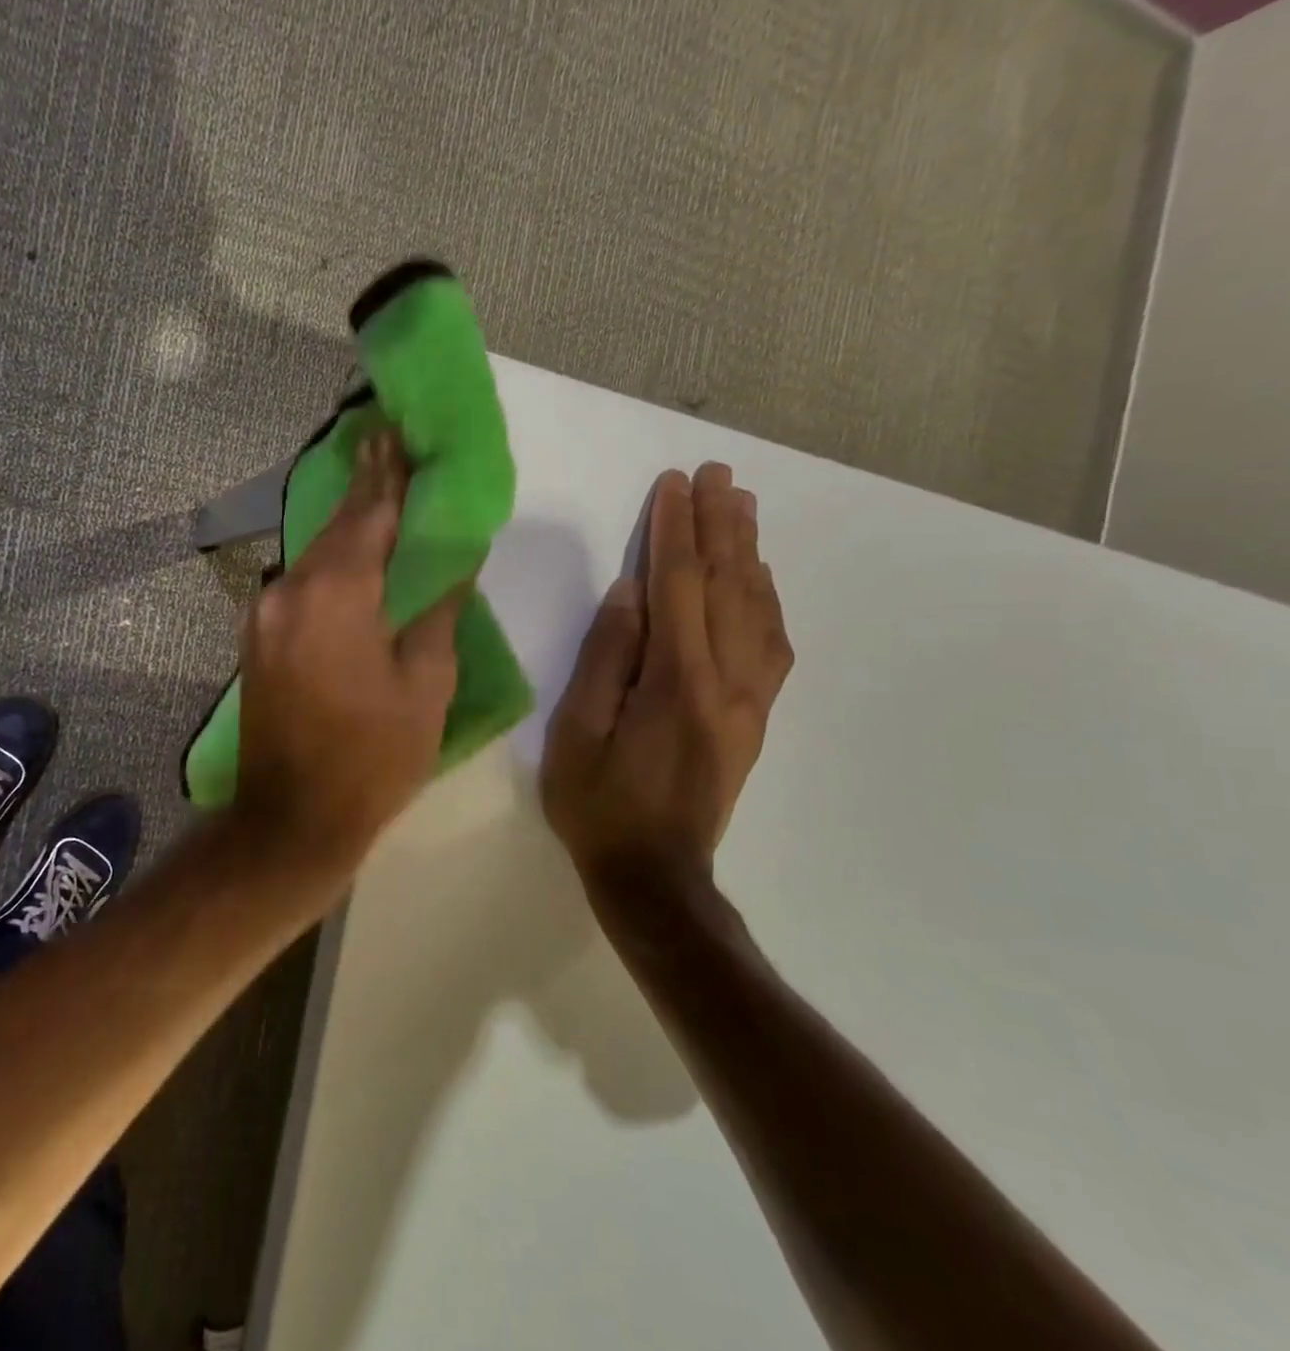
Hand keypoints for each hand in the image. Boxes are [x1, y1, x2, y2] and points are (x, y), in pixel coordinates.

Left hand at [235, 430, 464, 863]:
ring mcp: (264, 615)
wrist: (292, 818)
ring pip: (313, 556)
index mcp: (336, 595)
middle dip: (363, 488)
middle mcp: (289, 591)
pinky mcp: (256, 638)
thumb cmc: (373, 758)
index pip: (368, 516)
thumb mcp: (425, 685)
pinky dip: (328, 565)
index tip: (396, 433)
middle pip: (335, 528)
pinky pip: (299, 585)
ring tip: (373, 495)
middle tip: (385, 445)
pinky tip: (348, 558)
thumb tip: (451, 562)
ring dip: (345, 528)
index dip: (388, 475)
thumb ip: (437, 611)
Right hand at [541, 463, 792, 919]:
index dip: (674, 531)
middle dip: (720, 524)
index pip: (678, 586)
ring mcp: (748, 700)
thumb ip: (606, 658)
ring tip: (741, 505)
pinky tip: (759, 579)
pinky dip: (766, 600)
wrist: (656, 876)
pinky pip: (772, 645)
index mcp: (676, 680)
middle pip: (728, 585)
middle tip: (718, 474)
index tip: (673, 484)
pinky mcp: (754, 717)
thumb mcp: (578, 732)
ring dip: (748, 552)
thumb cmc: (599, 805)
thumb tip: (629, 592)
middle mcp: (726, 680)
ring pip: (757, 609)